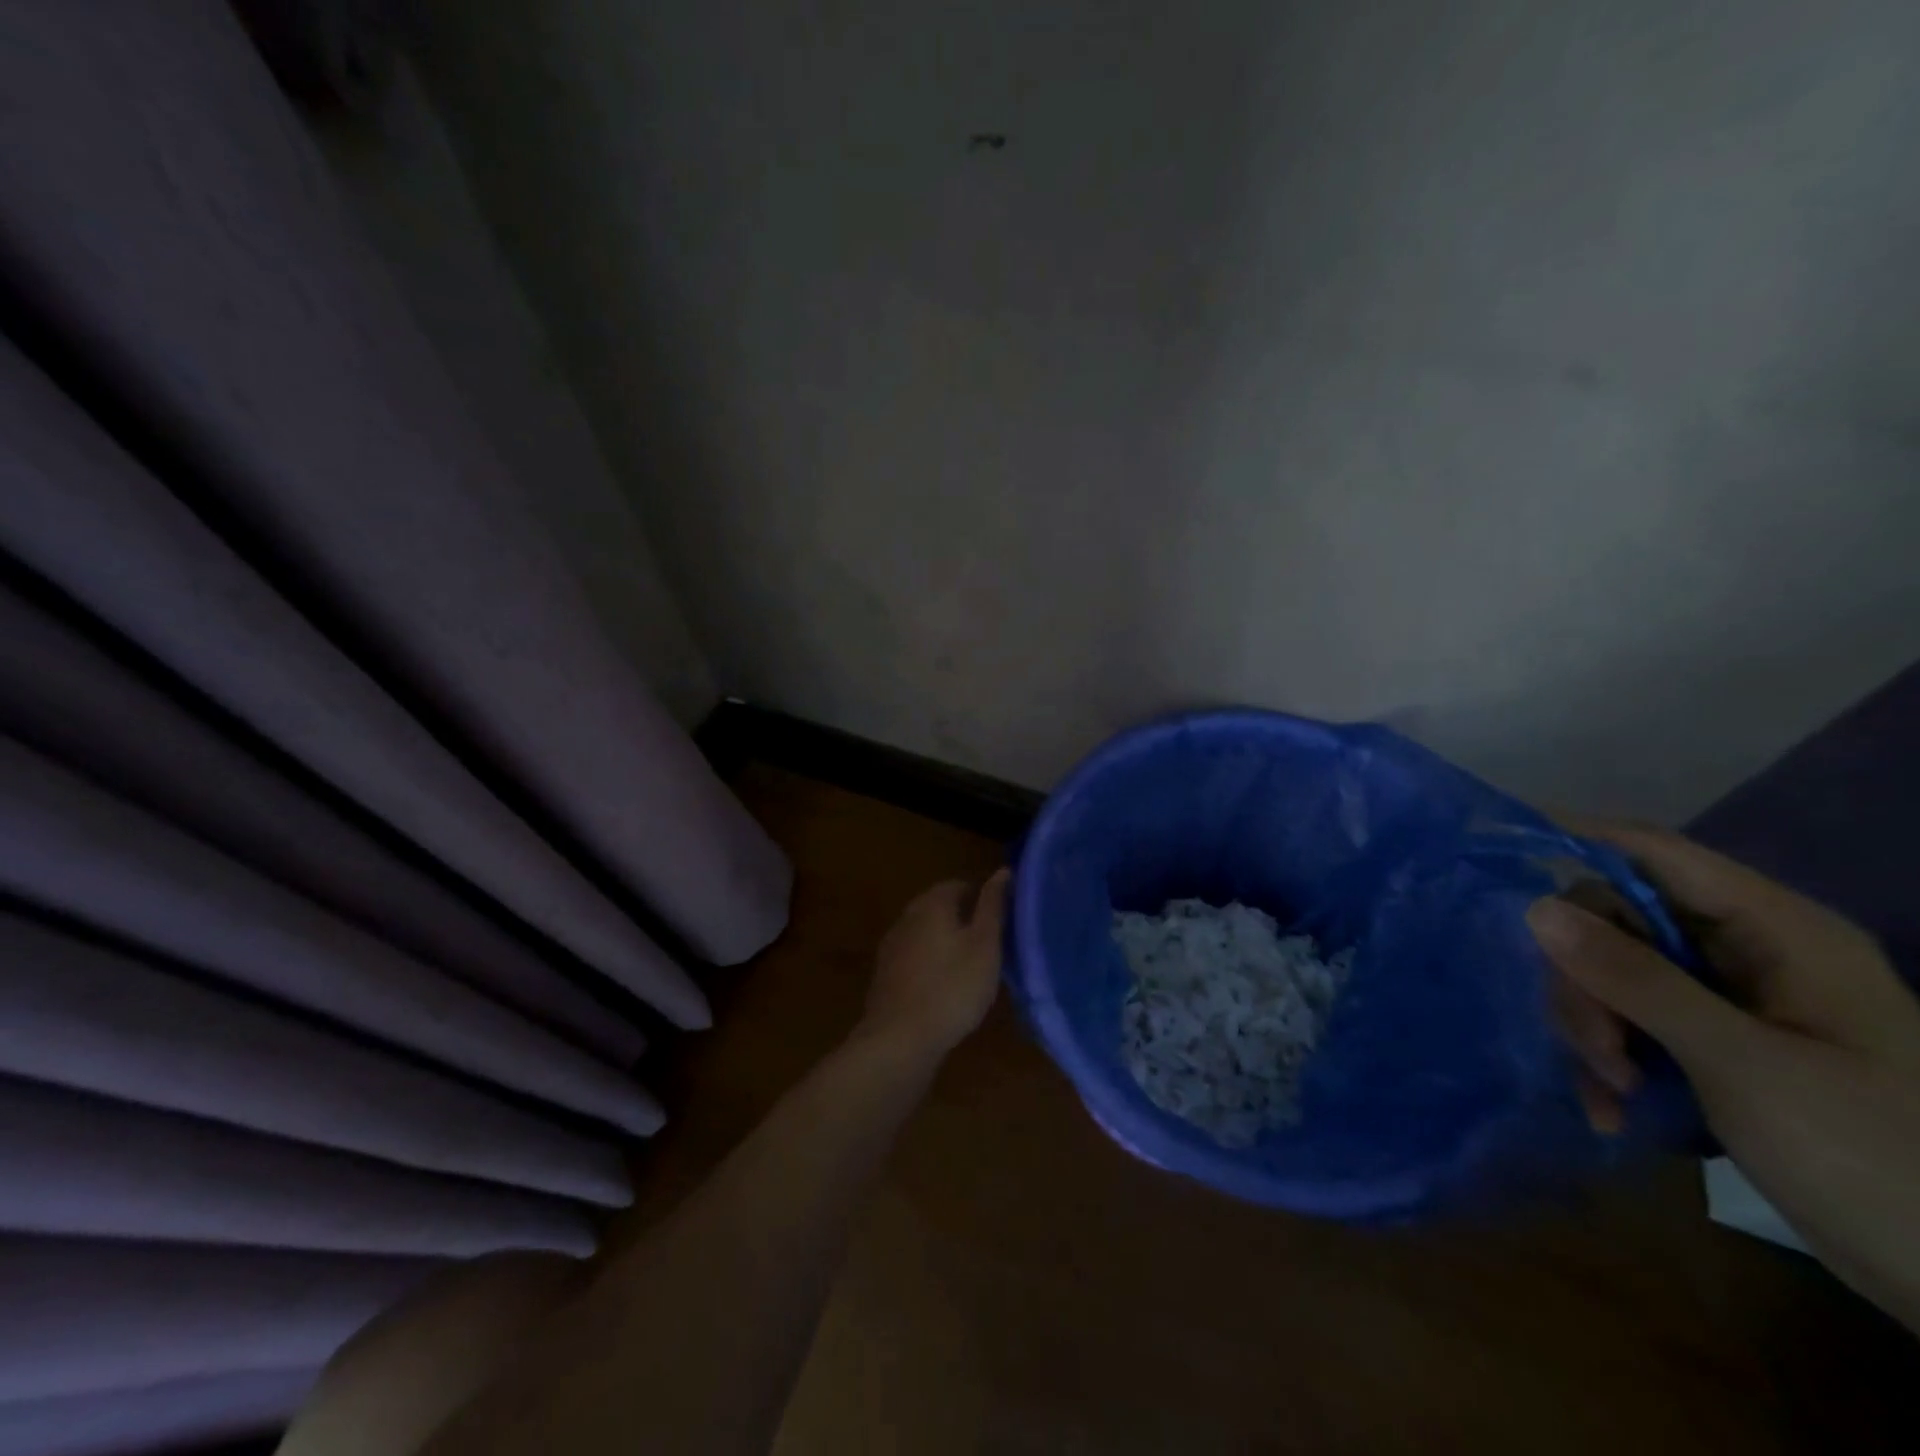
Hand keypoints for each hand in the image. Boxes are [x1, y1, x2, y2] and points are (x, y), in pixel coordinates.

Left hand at [861, 869, 1008, 1060]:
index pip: (959, 885)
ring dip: (946, 942)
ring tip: (971, 966)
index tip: (1000, 920)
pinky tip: (944, 987)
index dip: (981, 898)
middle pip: (939, 907)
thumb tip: (1002, 871)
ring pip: (925, 933)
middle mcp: (907, 916)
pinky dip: (931, 963)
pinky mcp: (885, 974)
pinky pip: (914, 957)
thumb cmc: (952, 988)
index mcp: (932, 903)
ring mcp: (892, 945)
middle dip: (963, 919)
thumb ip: (993, 906)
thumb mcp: (985, 945)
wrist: (899, 1038)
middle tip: (989, 944)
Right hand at [1528, 822, 1919, 1331]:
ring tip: (1614, 1094)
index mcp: (1778, 933)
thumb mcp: (1742, 1066)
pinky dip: (1610, 1062)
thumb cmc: (1874, 1161)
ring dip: (1594, 1030)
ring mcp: (1729, 1001)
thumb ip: (1636, 980)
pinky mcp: (1714, 1047)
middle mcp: (1748, 952)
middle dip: (1585, 981)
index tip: (1497, 848)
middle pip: (1617, 922)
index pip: (1655, 853)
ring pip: (1611, 975)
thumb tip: (1537, 908)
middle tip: (1594, 1048)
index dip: (1577, 840)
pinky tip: (1614, 1112)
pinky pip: (1628, 1024)